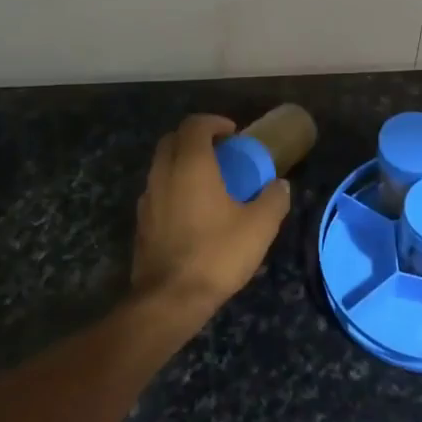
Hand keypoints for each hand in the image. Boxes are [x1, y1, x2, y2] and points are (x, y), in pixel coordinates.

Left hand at [131, 115, 292, 316]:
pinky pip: (158, 190)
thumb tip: (280, 185)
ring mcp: (148, 198)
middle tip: (221, 152)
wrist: (170, 299)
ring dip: (183, 163)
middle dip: (196, 138)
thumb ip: (274, 199)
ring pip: (162, 165)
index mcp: (191, 165)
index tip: (234, 134)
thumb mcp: (259, 227)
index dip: (214, 122)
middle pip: (172, 139)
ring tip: (210, 182)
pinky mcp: (142, 222)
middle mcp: (163, 174)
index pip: (195, 125)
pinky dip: (174, 187)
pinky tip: (194, 211)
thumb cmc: (217, 254)